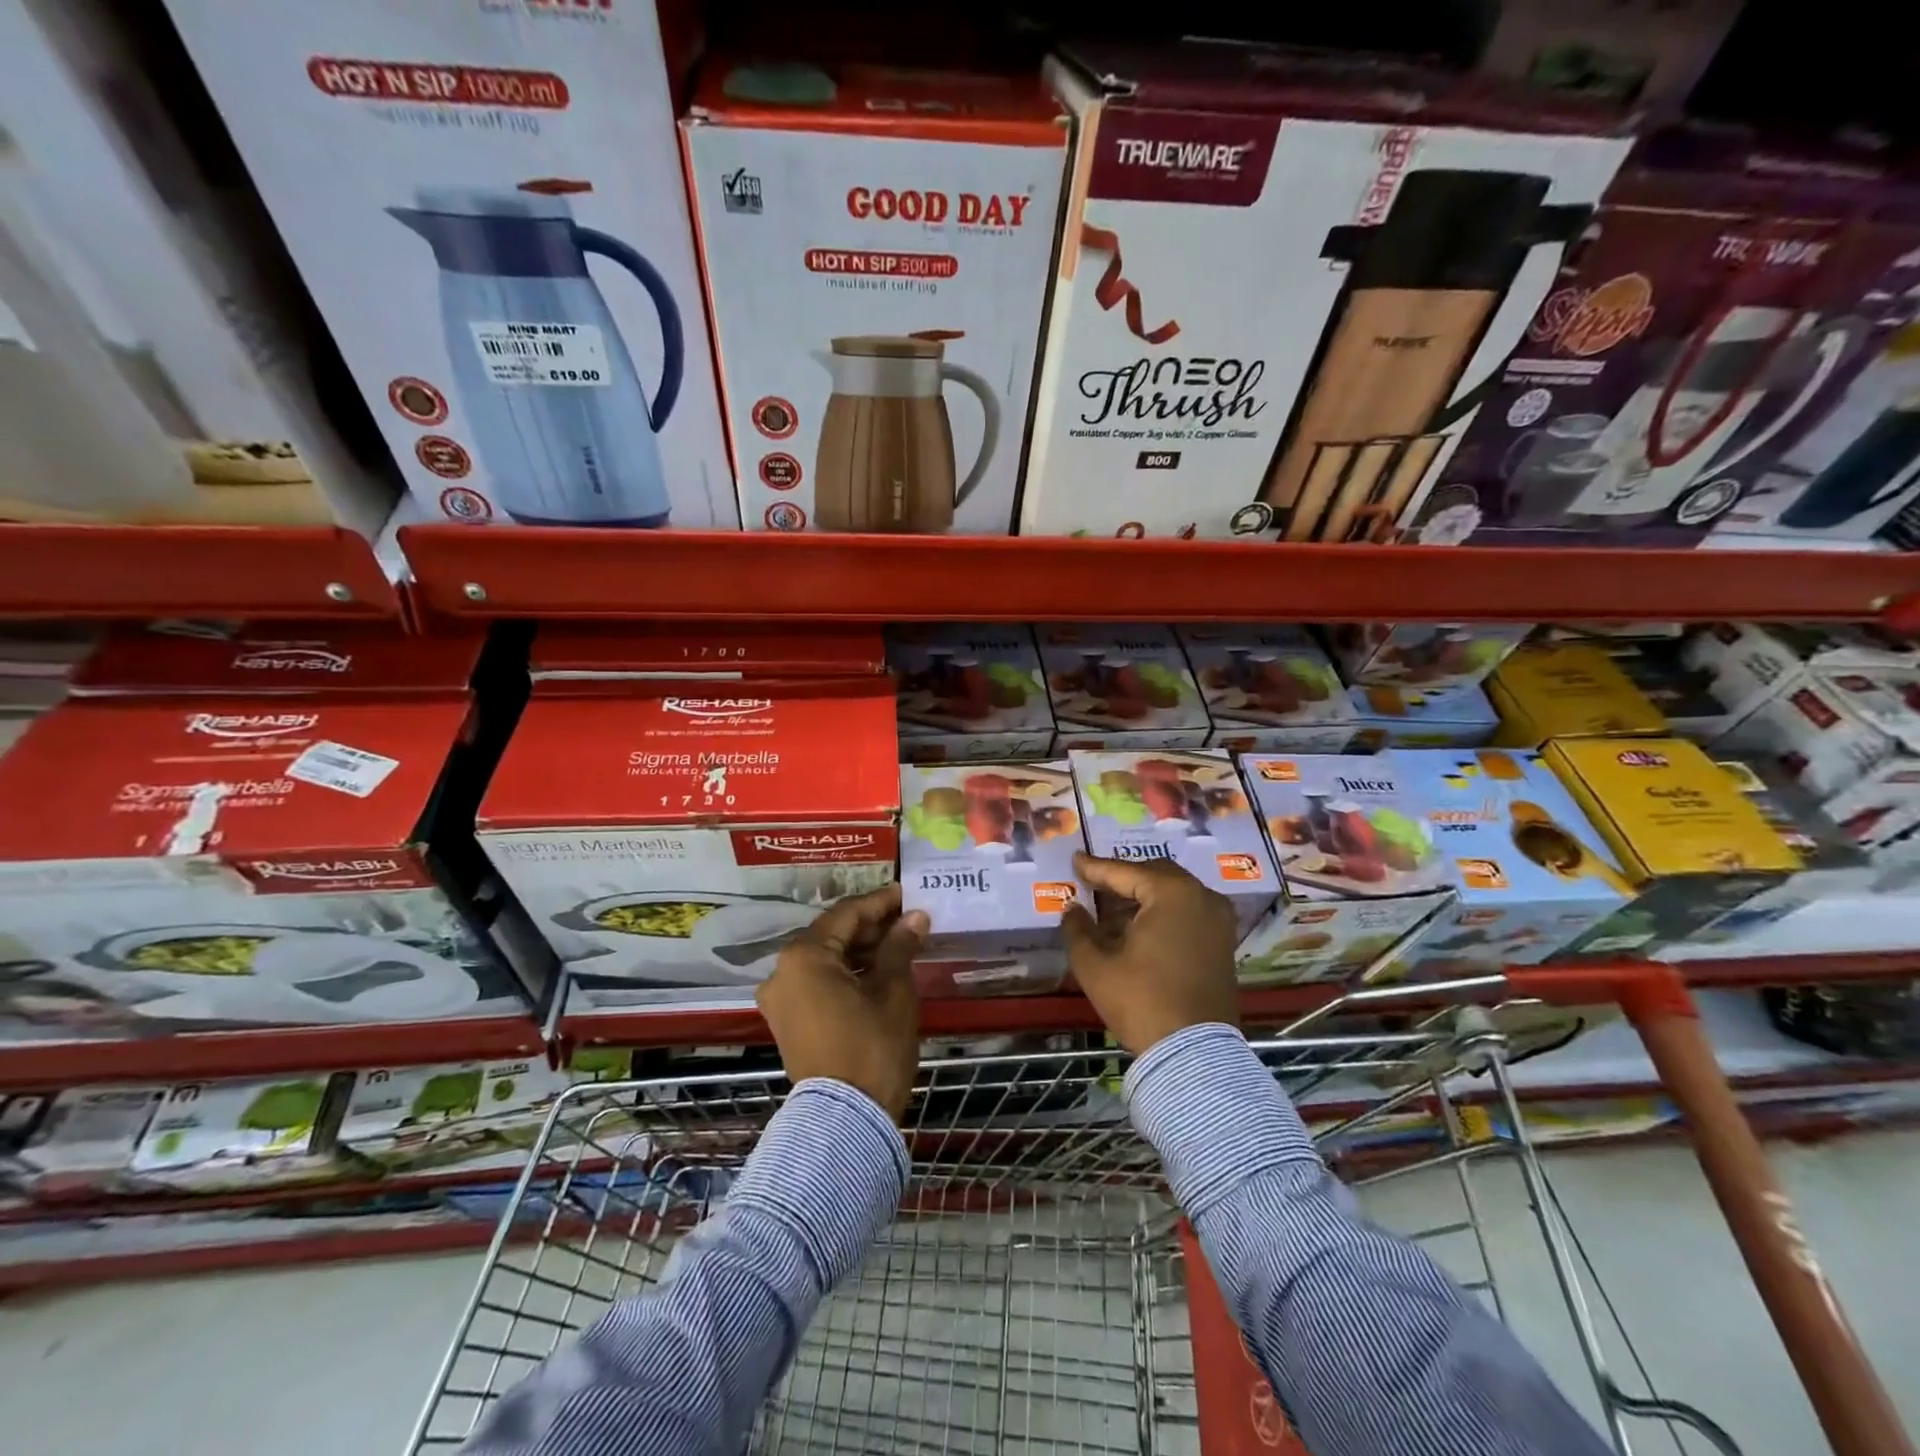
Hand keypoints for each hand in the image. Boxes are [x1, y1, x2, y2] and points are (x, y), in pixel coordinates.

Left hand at [757, 884, 927, 1120]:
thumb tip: (915, 917)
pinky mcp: (787, 1021)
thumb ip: (900, 946)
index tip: (908, 893)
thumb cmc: (871, 1047)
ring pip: (826, 959)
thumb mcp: (892, 991)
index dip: (881, 902)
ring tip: (900, 944)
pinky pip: (818, 983)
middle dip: (872, 927)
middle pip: (832, 935)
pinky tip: (878, 971)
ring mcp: (781, 999)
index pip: (847, 914)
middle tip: (909, 921)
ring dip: (861, 951)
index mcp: (803, 956)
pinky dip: (847, 974)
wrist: (845, 1121)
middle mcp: (782, 971)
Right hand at [1061, 853, 1240, 1055]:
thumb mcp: (1095, 965)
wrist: (1194, 1055)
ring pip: (1174, 894)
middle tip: (1094, 884)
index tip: (1075, 860)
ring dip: (1143, 898)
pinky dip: (1162, 913)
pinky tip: (1138, 929)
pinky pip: (1188, 913)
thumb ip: (1078, 929)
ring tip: (1111, 910)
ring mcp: (1219, 921)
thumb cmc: (1141, 1001)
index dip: (1096, 868)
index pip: (1125, 872)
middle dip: (1123, 879)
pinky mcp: (1224, 944)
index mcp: (1172, 893)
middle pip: (1155, 875)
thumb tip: (1073, 910)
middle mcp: (1202, 897)